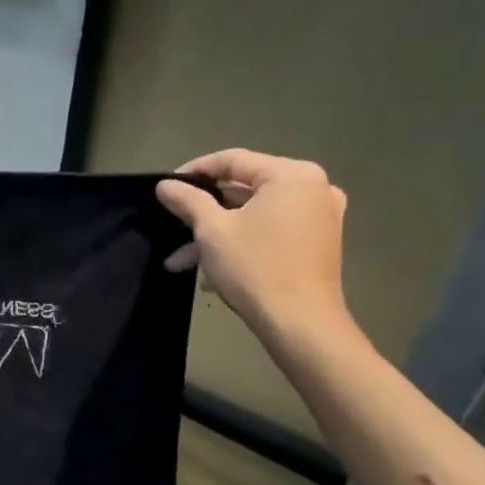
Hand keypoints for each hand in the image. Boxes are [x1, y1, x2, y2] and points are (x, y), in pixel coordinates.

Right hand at [156, 149, 350, 338]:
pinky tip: (209, 268)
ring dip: (216, 233)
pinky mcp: (316, 242)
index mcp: (292, 175)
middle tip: (172, 222)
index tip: (166, 187)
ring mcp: (318, 217)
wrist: (301, 324)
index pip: (233, 160)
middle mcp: (312, 188)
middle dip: (203, 211)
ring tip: (180, 260)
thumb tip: (165, 185)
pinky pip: (270, 230)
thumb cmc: (256, 267)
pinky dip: (241, 241)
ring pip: (253, 214)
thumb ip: (188, 200)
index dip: (194, 171)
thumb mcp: (212, 230)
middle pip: (244, 188)